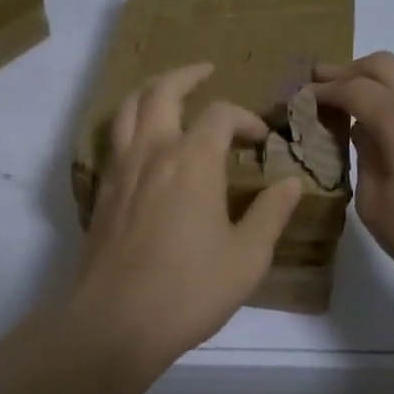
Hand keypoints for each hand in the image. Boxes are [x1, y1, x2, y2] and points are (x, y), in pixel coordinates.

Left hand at [68, 63, 302, 370]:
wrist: (116, 322)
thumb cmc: (189, 289)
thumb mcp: (247, 256)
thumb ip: (271, 213)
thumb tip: (291, 182)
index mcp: (193, 160)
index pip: (221, 115)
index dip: (245, 119)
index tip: (260, 141)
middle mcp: (153, 151)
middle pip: (163, 91)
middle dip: (187, 75)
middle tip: (205, 71)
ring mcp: (121, 169)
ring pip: (129, 108)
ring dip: (152, 90)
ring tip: (169, 91)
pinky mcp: (102, 190)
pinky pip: (114, 138)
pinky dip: (130, 122)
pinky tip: (143, 140)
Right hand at [312, 52, 393, 300]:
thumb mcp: (374, 202)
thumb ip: (362, 157)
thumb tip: (360, 133)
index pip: (352, 88)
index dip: (321, 91)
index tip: (297, 100)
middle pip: (381, 66)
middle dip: (346, 71)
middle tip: (317, 85)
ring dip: (370, 85)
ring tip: (342, 107)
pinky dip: (389, 102)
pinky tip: (375, 130)